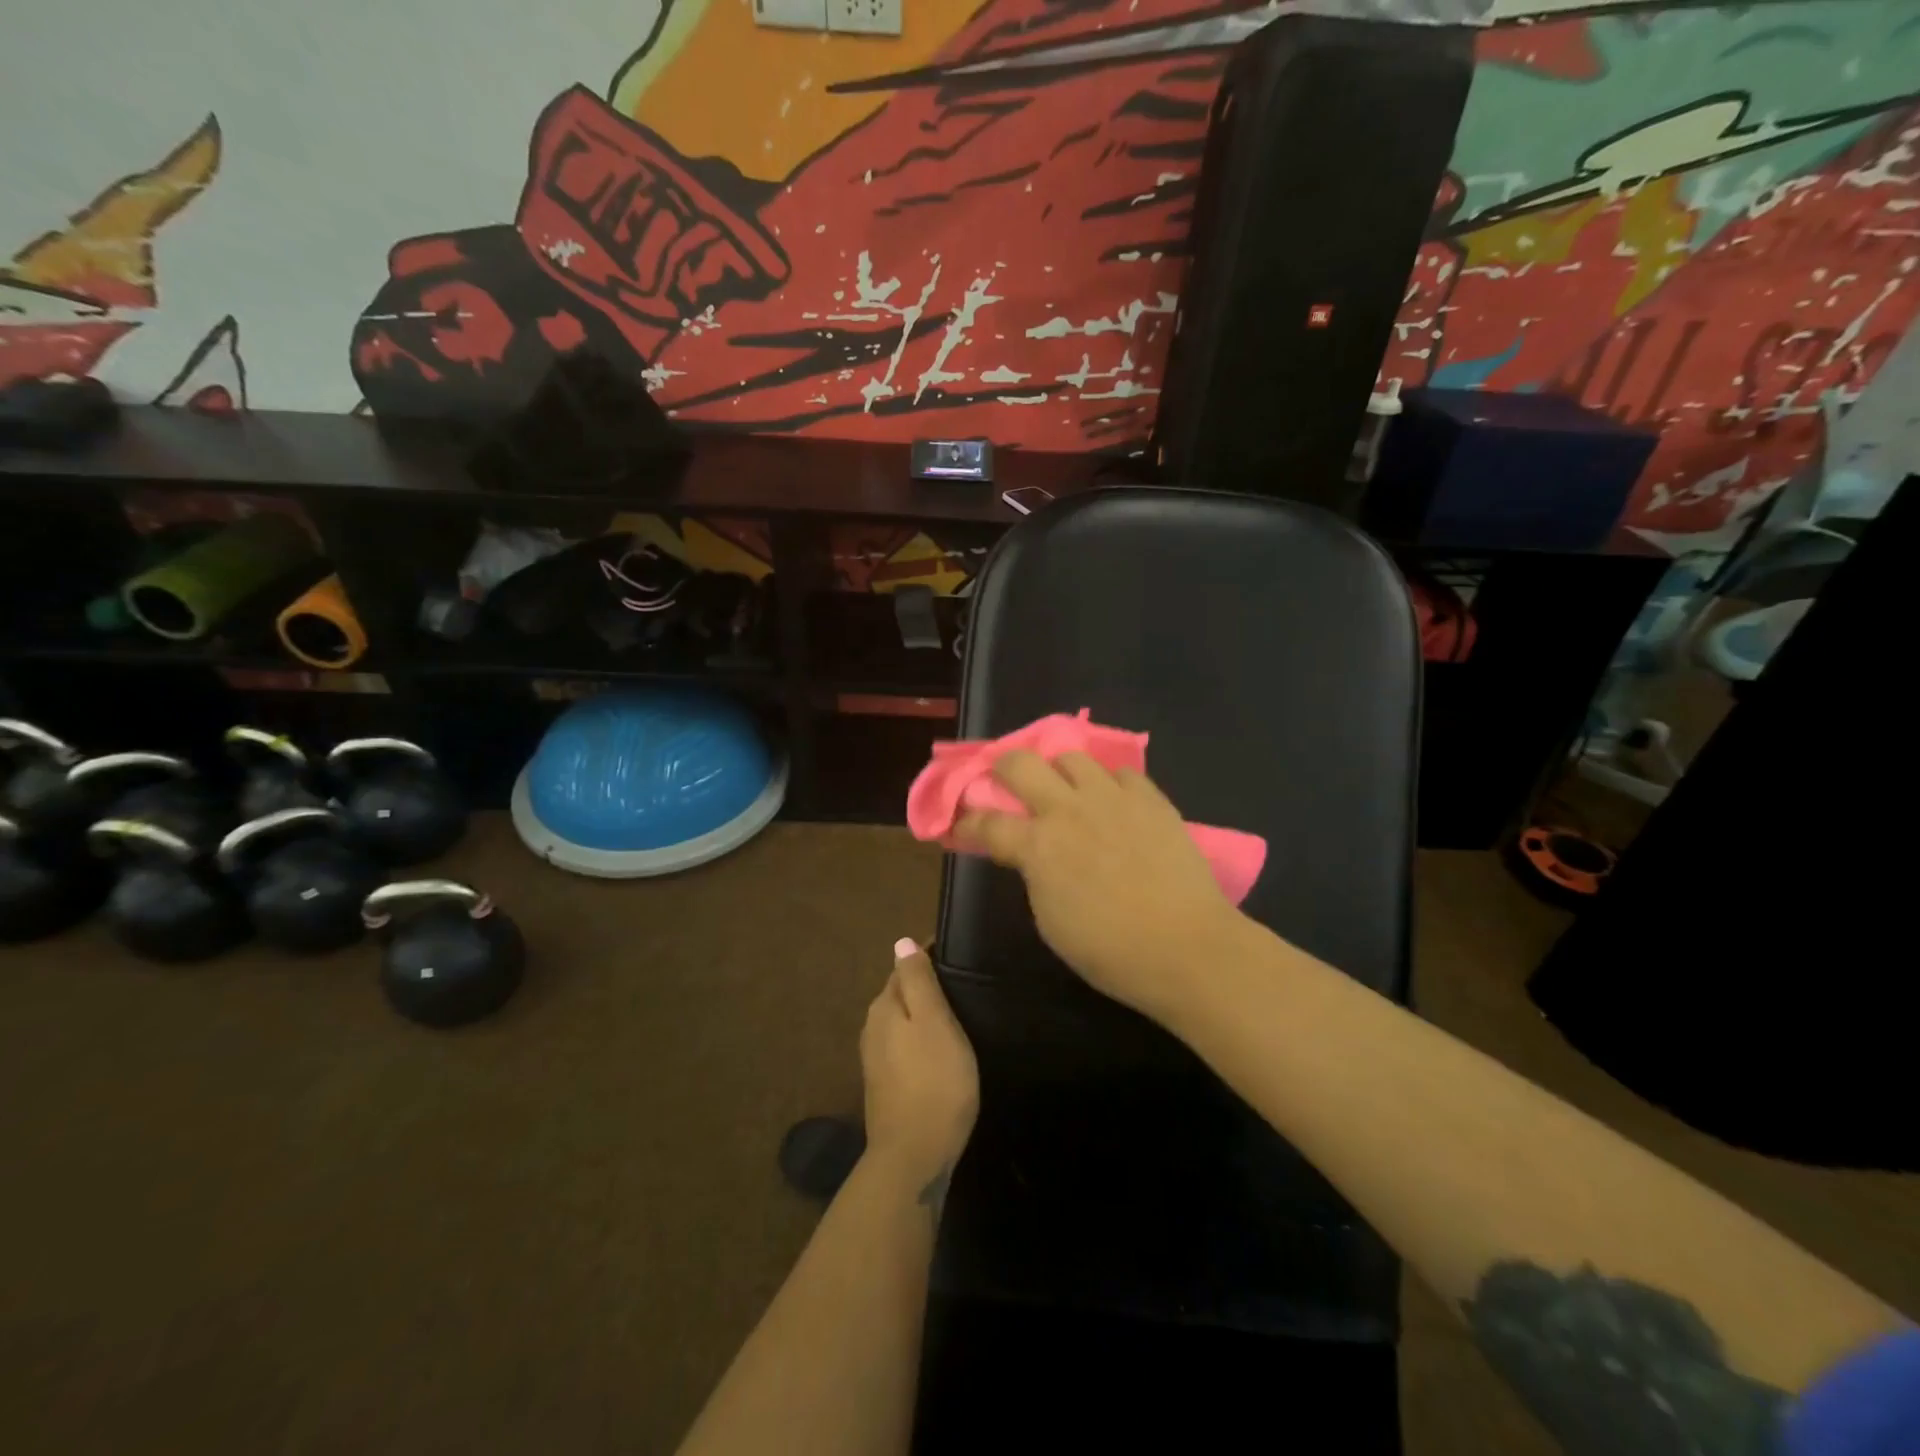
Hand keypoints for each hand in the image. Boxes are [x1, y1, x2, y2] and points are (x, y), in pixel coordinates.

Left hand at [860, 940, 978, 1206]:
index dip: (929, 957)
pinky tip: (939, 1050)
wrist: (913, 1158)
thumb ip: (918, 981)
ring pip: (901, 1022)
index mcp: (884, 1007)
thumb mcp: (933, 1022)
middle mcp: (872, 1028)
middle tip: (962, 984)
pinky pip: (903, 1047)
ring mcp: (876, 1060)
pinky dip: (919, 1040)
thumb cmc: (934, 1082)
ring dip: (922, 1015)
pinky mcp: (885, 1086)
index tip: (958, 954)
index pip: (904, 967)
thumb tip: (902, 941)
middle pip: (900, 994)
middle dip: (925, 985)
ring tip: (956, 1014)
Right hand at [953, 752, 1244, 1021]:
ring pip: (1072, 756)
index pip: (986, 822)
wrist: (1187, 946)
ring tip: (1067, 790)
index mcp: (1038, 846)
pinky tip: (1115, 804)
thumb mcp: (1051, 921)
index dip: (967, 822)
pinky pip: (1121, 773)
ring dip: (1059, 771)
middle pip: (1020, 763)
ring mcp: (1112, 798)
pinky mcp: (1150, 798)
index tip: (962, 824)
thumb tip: (1032, 856)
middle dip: (1003, 768)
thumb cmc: (1111, 951)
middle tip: (1007, 784)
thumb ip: (1034, 876)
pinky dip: (1110, 784)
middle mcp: (1068, 810)